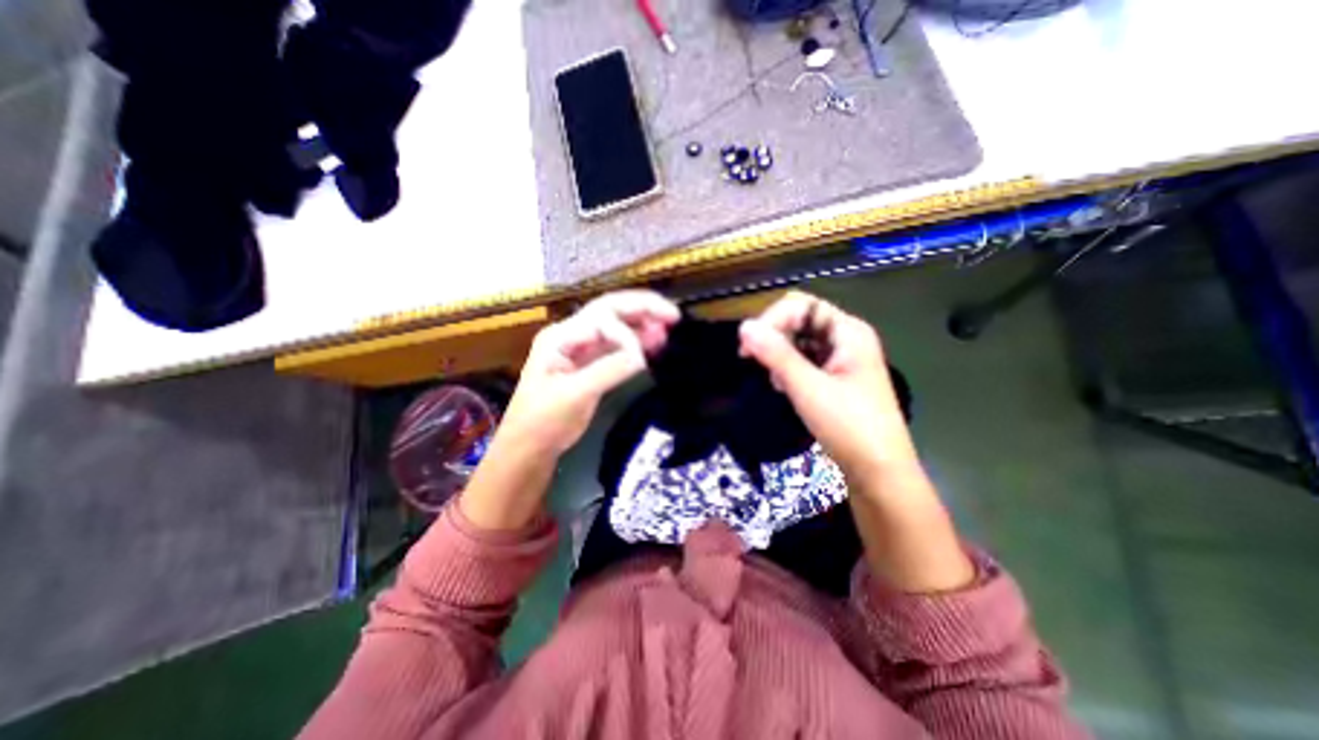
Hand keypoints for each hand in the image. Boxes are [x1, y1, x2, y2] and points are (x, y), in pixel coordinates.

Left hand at [498, 288, 672, 456]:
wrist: (530, 447)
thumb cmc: (543, 420)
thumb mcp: (574, 395)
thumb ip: (607, 371)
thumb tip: (641, 357)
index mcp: (560, 337)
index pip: (600, 318)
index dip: (626, 333)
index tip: (641, 359)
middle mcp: (571, 336)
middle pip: (610, 311)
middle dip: (642, 308)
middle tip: (672, 314)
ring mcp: (582, 349)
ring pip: (617, 327)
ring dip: (642, 323)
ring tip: (669, 325)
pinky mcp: (592, 365)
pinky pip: (618, 347)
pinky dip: (637, 343)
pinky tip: (655, 342)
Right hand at [739, 292, 918, 483]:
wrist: (879, 474)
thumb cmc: (849, 427)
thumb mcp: (808, 388)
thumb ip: (776, 354)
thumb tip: (743, 326)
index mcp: (848, 332)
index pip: (802, 305)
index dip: (773, 319)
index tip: (748, 346)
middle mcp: (846, 339)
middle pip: (800, 320)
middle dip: (774, 337)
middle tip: (752, 361)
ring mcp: (841, 359)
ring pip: (800, 342)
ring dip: (779, 355)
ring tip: (774, 381)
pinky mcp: (835, 379)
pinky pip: (804, 362)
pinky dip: (788, 370)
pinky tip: (783, 388)